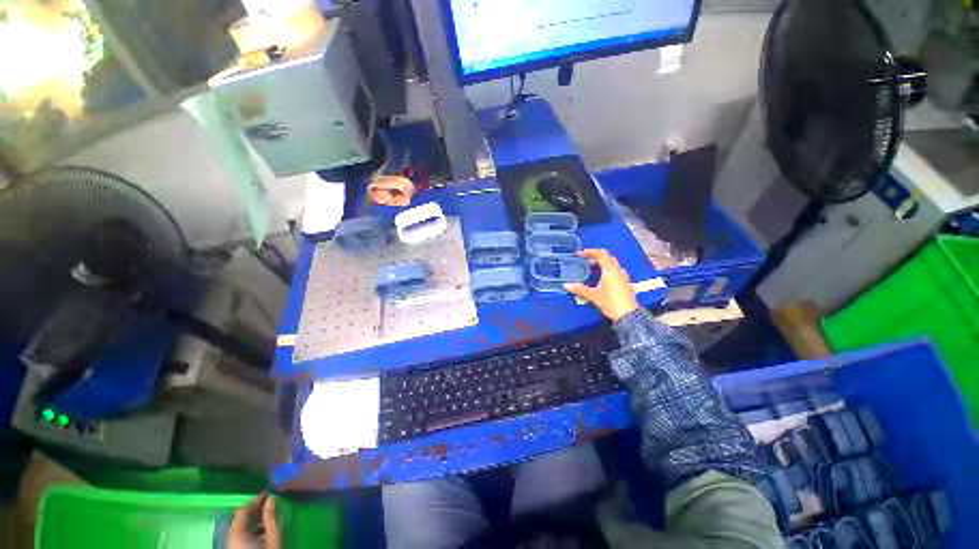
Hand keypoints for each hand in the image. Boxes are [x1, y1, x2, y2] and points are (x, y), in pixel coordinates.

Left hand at [229, 493, 281, 548]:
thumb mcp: (273, 536)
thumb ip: (271, 517)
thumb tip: (271, 498)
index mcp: (237, 533)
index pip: (242, 511)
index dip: (254, 500)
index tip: (268, 493)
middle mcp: (231, 538)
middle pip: (240, 519)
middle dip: (255, 509)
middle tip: (269, 501)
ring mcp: (232, 545)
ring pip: (241, 527)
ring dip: (254, 519)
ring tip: (269, 513)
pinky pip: (242, 535)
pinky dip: (252, 528)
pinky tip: (264, 529)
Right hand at [565, 249, 639, 321]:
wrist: (628, 315)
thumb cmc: (612, 303)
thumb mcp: (593, 296)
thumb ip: (580, 289)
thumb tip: (567, 285)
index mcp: (610, 270)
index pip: (600, 254)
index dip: (590, 251)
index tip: (581, 254)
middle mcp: (618, 270)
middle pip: (607, 257)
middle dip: (595, 257)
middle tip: (585, 260)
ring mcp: (623, 276)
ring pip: (612, 264)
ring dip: (602, 264)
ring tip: (591, 268)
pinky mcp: (625, 283)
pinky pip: (615, 271)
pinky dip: (606, 270)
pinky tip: (601, 278)